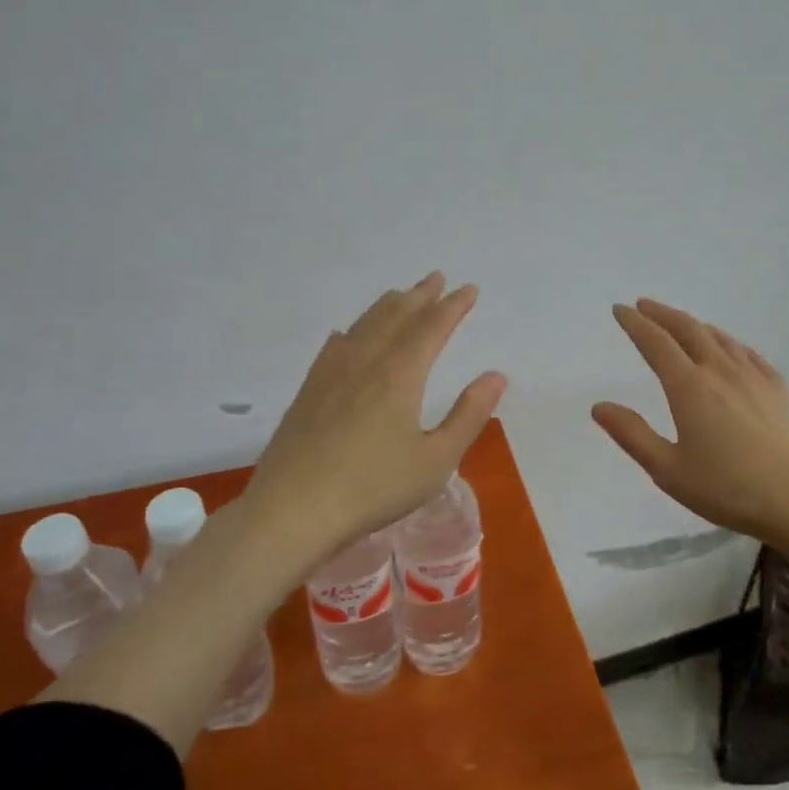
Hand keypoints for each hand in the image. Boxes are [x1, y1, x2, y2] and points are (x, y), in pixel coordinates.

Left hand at [241, 273, 506, 572]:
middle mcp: (365, 362)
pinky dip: (349, 333)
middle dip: (420, 296)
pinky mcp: (308, 392)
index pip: (432, 327)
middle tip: (437, 278)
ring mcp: (331, 374)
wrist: (292, 511)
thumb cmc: (372, 489)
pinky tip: (345, 335)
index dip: (453, 306)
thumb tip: (495, 375)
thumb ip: (468, 415)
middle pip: (396, 317)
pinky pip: (333, 348)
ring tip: (400, 295)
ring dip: (387, 306)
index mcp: (399, 375)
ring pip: (363, 326)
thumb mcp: (435, 460)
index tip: (469, 289)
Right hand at [592, 299, 788, 542]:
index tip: (620, 309)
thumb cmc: (727, 488)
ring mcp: (753, 378)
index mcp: (689, 387)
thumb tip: (599, 406)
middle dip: (662, 314)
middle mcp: (719, 371)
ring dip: (695, 325)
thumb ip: (632, 434)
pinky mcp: (777, 392)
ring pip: (720, 338)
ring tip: (682, 323)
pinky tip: (732, 350)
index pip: (655, 343)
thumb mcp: (668, 469)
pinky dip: (731, 344)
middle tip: (644, 305)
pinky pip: (749, 355)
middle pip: (688, 330)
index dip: (635, 323)